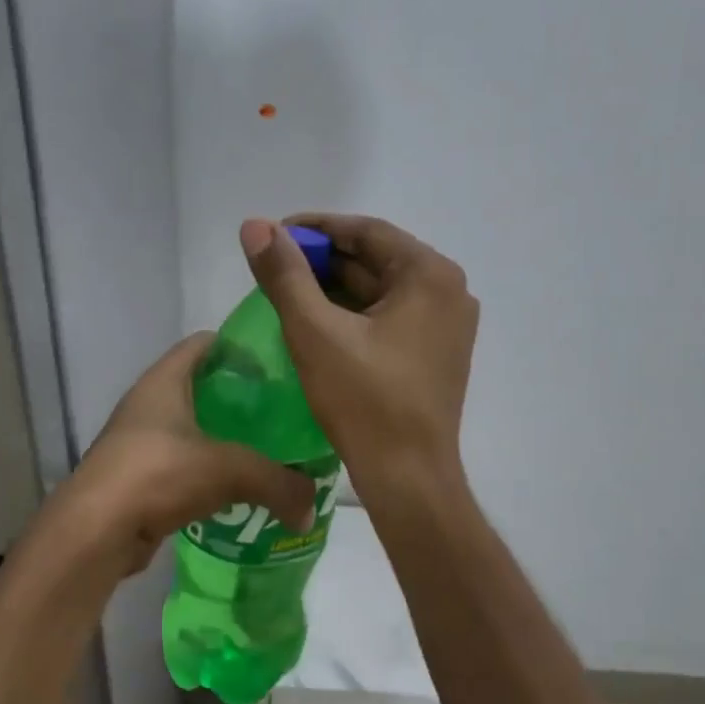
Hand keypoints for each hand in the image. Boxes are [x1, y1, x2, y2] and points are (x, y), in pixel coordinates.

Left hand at [63, 333, 318, 562]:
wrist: (95, 533)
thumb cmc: (158, 475)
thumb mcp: (230, 470)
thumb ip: (278, 482)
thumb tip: (310, 507)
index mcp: (163, 381)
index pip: (203, 344)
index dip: (239, 347)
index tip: (277, 364)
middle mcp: (147, 404)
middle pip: (200, 387)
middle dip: (239, 398)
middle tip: (282, 413)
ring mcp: (139, 442)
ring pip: (192, 430)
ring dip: (224, 439)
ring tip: (267, 451)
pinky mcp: (137, 479)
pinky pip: (182, 466)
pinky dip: (208, 473)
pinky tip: (237, 489)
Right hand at [240, 215, 477, 492]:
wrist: (408, 478)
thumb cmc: (364, 401)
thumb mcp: (315, 332)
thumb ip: (284, 274)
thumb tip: (255, 225)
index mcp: (430, 275)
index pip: (367, 232)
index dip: (315, 229)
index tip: (273, 234)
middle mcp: (449, 291)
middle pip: (376, 259)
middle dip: (323, 261)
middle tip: (274, 267)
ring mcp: (447, 324)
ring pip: (381, 290)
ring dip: (335, 288)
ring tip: (287, 293)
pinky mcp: (437, 353)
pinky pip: (391, 317)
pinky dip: (354, 314)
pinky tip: (318, 322)